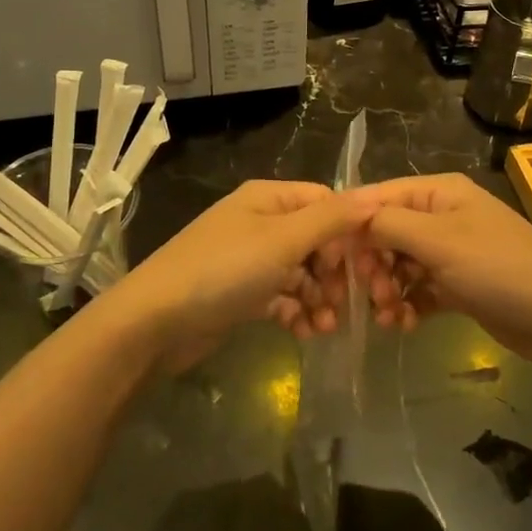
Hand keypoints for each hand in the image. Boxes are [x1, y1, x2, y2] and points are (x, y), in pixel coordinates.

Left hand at [94, 181, 373, 371]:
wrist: (156, 321)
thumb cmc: (224, 270)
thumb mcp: (283, 240)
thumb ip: (332, 219)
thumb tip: (376, 198)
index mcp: (269, 198)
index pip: (326, 203)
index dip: (348, 233)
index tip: (362, 267)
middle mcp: (260, 221)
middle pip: (316, 240)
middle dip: (335, 272)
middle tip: (348, 305)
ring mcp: (249, 258)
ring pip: (301, 272)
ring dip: (319, 297)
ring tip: (326, 327)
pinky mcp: (241, 292)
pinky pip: (281, 295)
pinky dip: (296, 311)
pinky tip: (304, 333)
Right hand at [350, 174, 531, 367]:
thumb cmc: (499, 268)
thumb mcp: (439, 240)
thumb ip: (389, 224)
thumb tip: (351, 219)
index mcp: (438, 193)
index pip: (378, 197)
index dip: (351, 225)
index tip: (327, 257)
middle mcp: (442, 216)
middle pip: (386, 233)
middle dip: (371, 263)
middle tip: (369, 295)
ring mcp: (452, 252)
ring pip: (400, 265)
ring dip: (386, 290)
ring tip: (387, 316)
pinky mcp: (459, 285)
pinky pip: (419, 289)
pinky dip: (407, 305)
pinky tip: (402, 325)